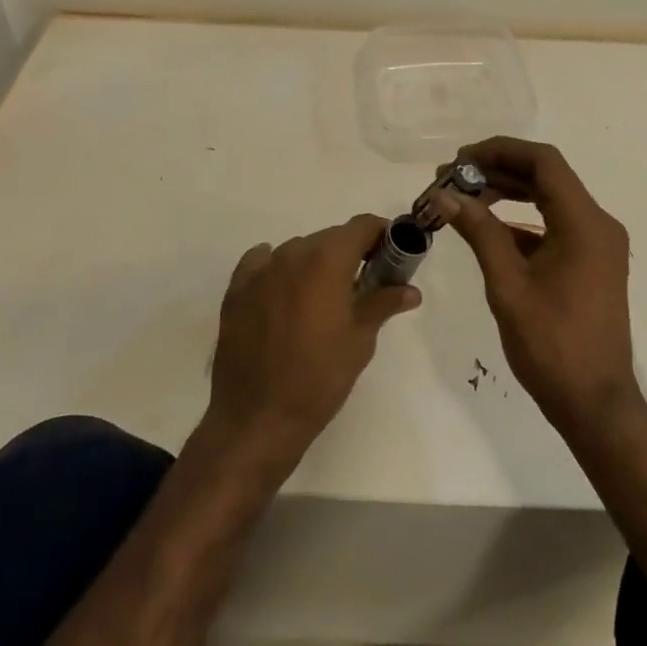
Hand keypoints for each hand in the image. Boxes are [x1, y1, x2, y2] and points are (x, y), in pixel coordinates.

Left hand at [205, 215, 419, 474]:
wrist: (257, 419)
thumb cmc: (319, 379)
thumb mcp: (360, 341)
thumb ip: (383, 304)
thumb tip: (410, 290)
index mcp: (327, 260)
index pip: (362, 226)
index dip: (381, 235)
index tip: (392, 255)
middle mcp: (292, 253)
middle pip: (330, 238)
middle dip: (351, 253)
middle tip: (364, 284)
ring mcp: (260, 270)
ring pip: (298, 251)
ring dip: (316, 264)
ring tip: (323, 300)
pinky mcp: (236, 289)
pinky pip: (262, 263)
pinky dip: (278, 269)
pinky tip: (284, 292)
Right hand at [444, 138, 638, 436]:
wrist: (596, 403)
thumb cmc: (552, 345)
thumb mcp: (508, 285)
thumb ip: (479, 232)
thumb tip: (445, 195)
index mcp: (584, 223)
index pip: (543, 162)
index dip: (500, 151)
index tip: (461, 159)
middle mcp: (597, 224)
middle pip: (547, 176)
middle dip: (499, 170)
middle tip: (454, 178)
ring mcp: (597, 244)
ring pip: (550, 198)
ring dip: (509, 192)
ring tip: (465, 197)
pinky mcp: (591, 262)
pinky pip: (555, 225)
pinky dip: (522, 220)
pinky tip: (488, 228)